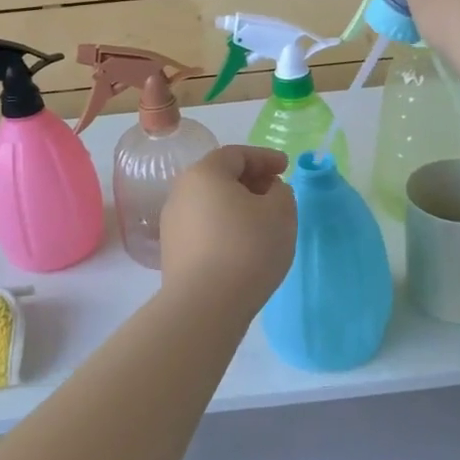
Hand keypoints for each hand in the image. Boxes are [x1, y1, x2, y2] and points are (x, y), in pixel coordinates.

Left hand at [159, 146, 296, 309]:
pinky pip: (204, 228)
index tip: (287, 167)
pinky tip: (243, 245)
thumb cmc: (247, 248)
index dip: (265, 158)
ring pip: (210, 203)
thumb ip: (281, 192)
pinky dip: (225, 227)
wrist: (205, 305)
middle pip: (220, 177)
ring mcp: (172, 223)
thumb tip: (269, 192)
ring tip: (263, 221)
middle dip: (251, 180)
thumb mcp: (280, 213)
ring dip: (237, 205)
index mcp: (205, 173)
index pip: (237, 154)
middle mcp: (181, 192)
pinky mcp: (172, 252)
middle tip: (276, 192)